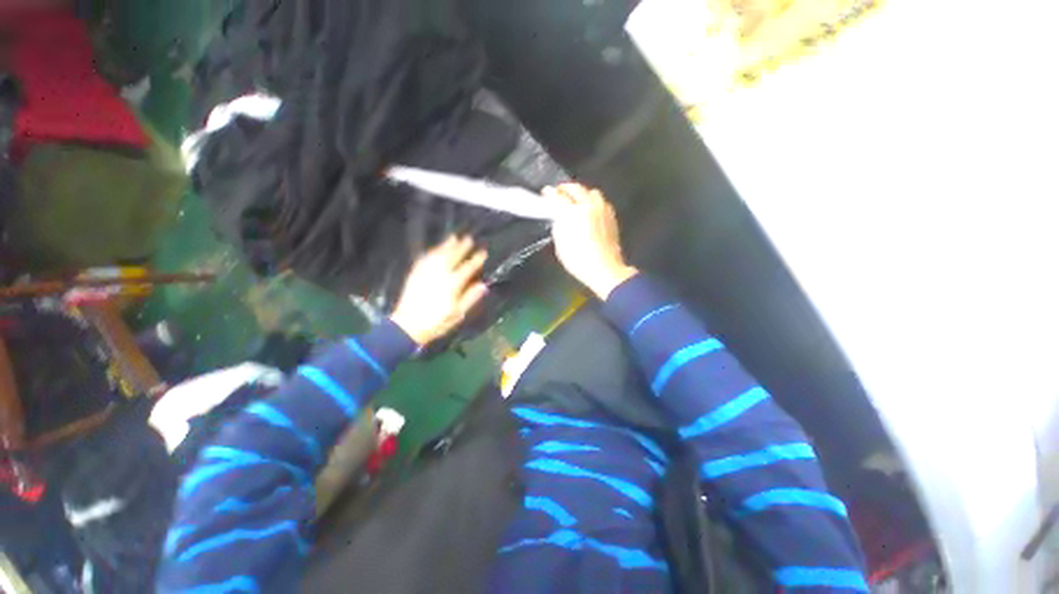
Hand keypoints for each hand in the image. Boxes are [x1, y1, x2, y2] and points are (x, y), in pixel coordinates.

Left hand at [390, 236, 488, 346]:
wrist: (408, 326)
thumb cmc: (437, 322)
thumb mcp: (458, 314)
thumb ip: (470, 298)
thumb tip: (483, 285)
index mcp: (452, 285)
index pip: (467, 268)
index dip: (475, 260)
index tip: (483, 252)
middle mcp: (439, 275)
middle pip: (452, 257)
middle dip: (461, 247)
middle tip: (469, 238)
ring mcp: (426, 274)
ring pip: (437, 255)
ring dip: (446, 246)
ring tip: (453, 238)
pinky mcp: (415, 275)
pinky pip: (424, 259)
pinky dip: (431, 252)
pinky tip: (435, 250)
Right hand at [548, 183, 637, 298]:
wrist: (605, 270)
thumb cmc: (579, 261)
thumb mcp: (561, 245)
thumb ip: (558, 226)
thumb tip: (558, 216)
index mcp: (574, 213)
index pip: (559, 197)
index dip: (550, 194)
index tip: (546, 192)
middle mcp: (590, 207)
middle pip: (577, 189)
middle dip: (566, 188)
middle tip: (559, 192)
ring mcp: (603, 211)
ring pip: (592, 192)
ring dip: (582, 193)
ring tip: (575, 201)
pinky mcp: (612, 218)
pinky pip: (602, 202)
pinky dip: (593, 202)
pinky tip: (590, 210)